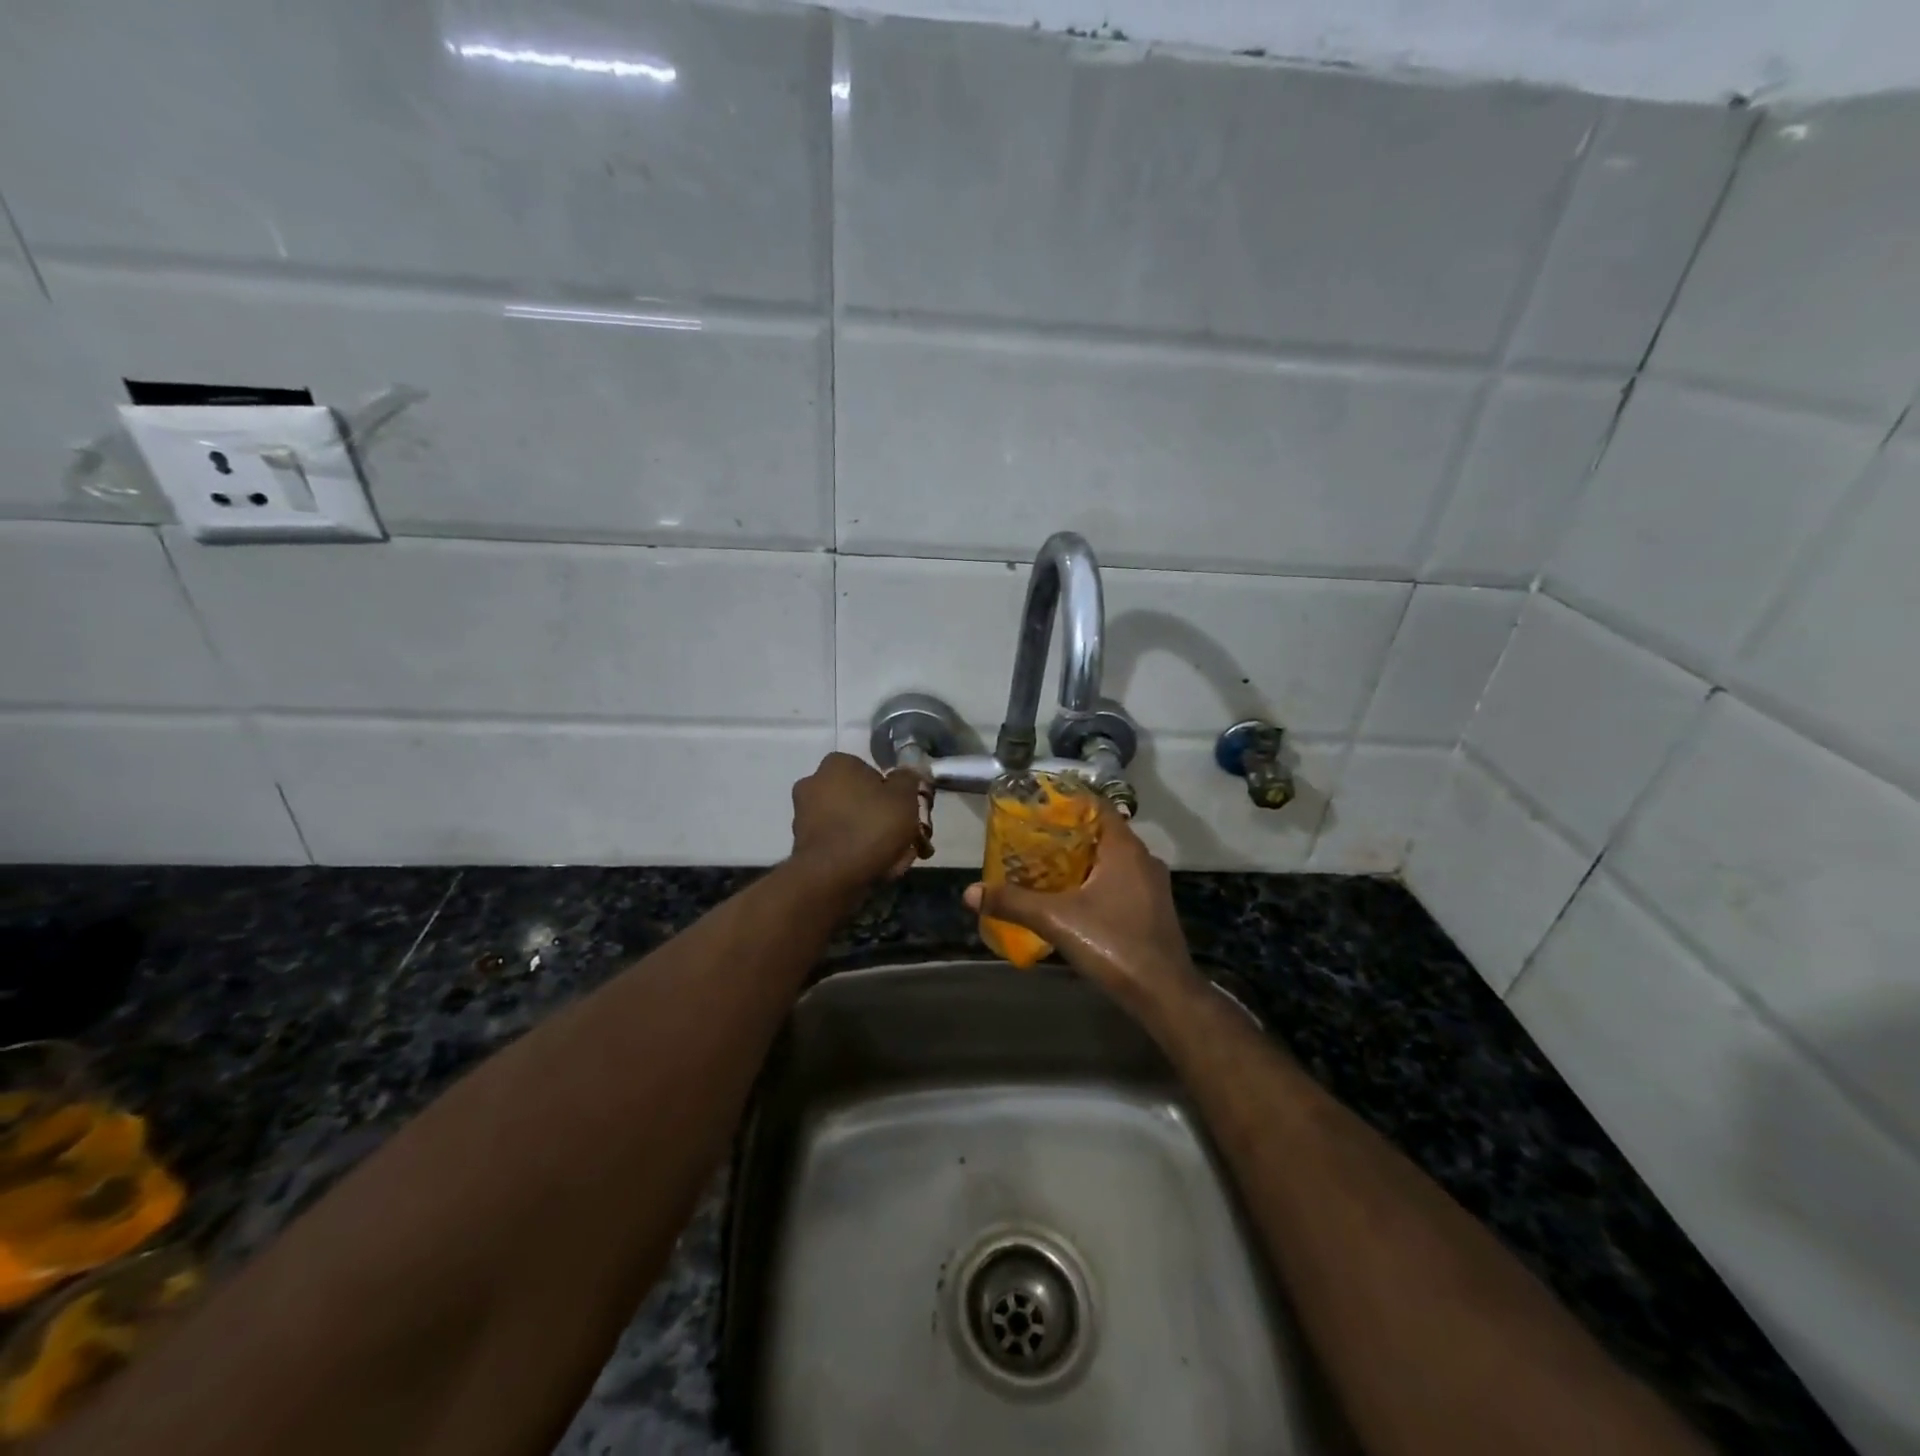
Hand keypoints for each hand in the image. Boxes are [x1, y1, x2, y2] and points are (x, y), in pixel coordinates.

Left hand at [789, 752, 927, 890]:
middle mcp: (813, 784)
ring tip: (895, 860)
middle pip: (861, 800)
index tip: (907, 813)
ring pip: (851, 824)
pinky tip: (875, 870)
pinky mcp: (802, 845)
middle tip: (906, 839)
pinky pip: (839, 844)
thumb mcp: (905, 797)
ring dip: (871, 838)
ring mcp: (804, 816)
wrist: (831, 877)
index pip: (872, 772)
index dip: (894, 793)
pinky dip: (855, 854)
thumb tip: (905, 774)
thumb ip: (908, 779)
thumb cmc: (871, 827)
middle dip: (883, 818)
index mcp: (836, 764)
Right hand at [964, 805, 1202, 1014]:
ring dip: (1081, 860)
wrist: (1164, 994)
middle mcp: (1142, 859)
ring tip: (1044, 866)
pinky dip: (1094, 880)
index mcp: (1124, 848)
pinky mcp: (1151, 907)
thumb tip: (970, 892)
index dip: (1066, 803)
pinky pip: (1119, 880)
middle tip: (1031, 839)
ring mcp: (1151, 884)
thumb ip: (1013, 902)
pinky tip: (1071, 897)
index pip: (1096, 807)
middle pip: (1100, 833)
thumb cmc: (1114, 944)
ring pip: (1110, 859)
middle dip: (1067, 835)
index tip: (1037, 807)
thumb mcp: (1056, 920)